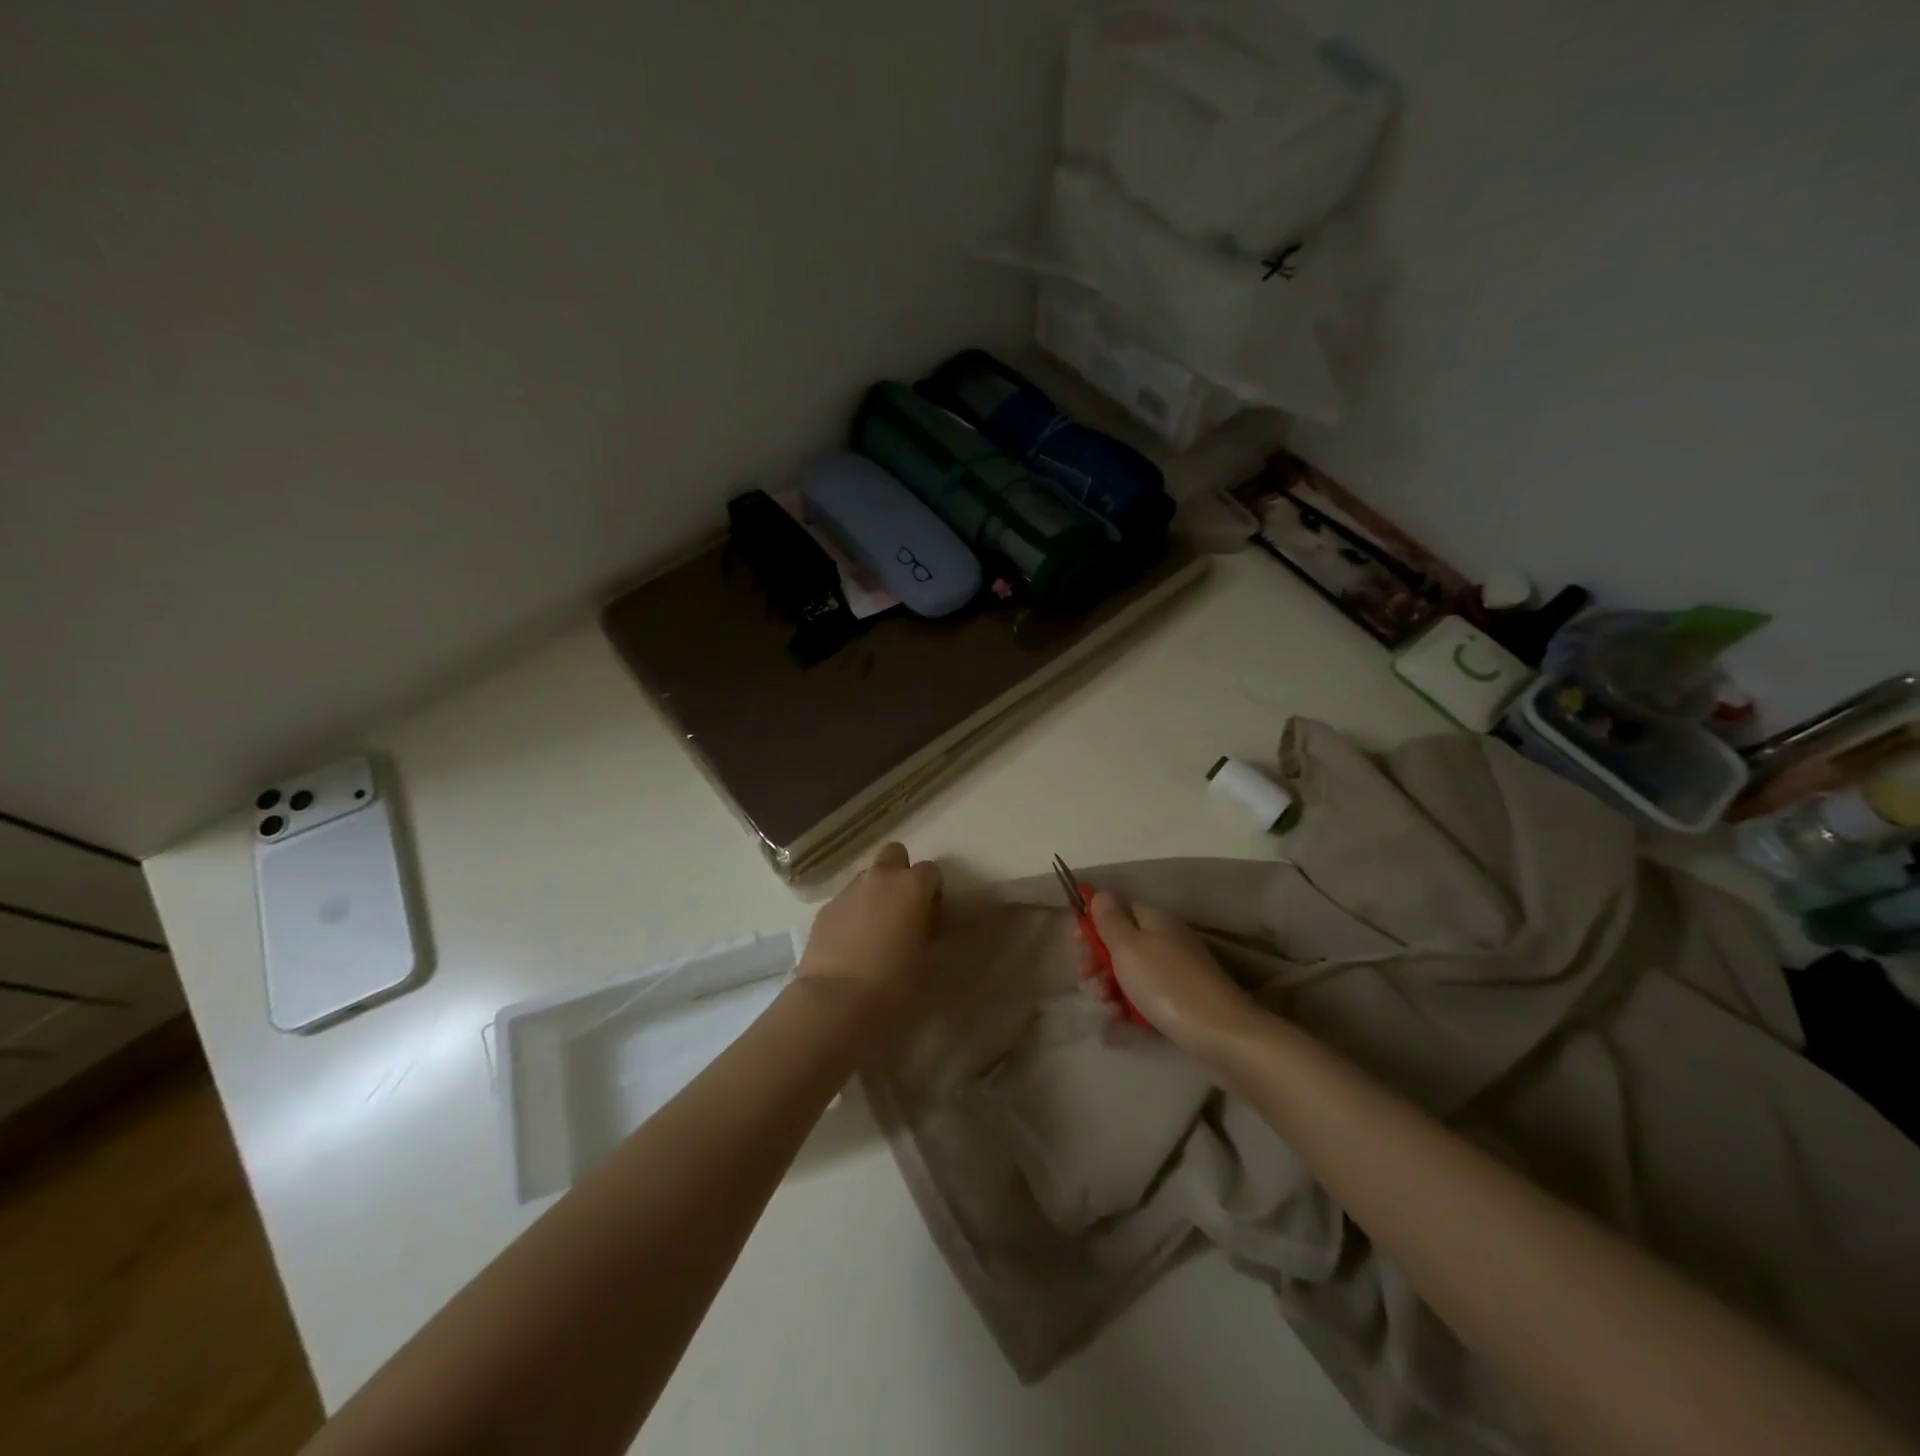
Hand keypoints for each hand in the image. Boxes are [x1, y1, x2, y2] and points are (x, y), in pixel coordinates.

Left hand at [797, 842, 941, 1030]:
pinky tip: (850, 942)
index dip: (933, 891)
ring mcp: (848, 890)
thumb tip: (922, 923)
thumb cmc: (894, 982)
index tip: (931, 916)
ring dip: (875, 892)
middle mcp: (880, 878)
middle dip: (900, 873)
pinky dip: (852, 911)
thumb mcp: (925, 956)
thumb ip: (927, 929)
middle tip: (902, 908)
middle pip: (894, 853)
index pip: (931, 870)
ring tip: (874, 928)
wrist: (836, 999)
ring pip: (867, 876)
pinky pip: (846, 899)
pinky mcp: (825, 908)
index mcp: (911, 886)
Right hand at [1087, 891, 1256, 1052]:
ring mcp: (1175, 974)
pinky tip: (1120, 1021)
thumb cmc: (1166, 984)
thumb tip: (1101, 893)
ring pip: (1131, 974)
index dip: (1094, 924)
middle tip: (1088, 978)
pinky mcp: (1180, 1003)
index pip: (1118, 910)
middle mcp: (1166, 941)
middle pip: (1122, 944)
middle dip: (1098, 962)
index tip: (1077, 944)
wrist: (1220, 1035)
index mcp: (1155, 921)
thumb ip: (1110, 920)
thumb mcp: (1129, 947)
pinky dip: (1130, 1008)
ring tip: (1108, 1006)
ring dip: (1111, 988)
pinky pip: (1146, 998)